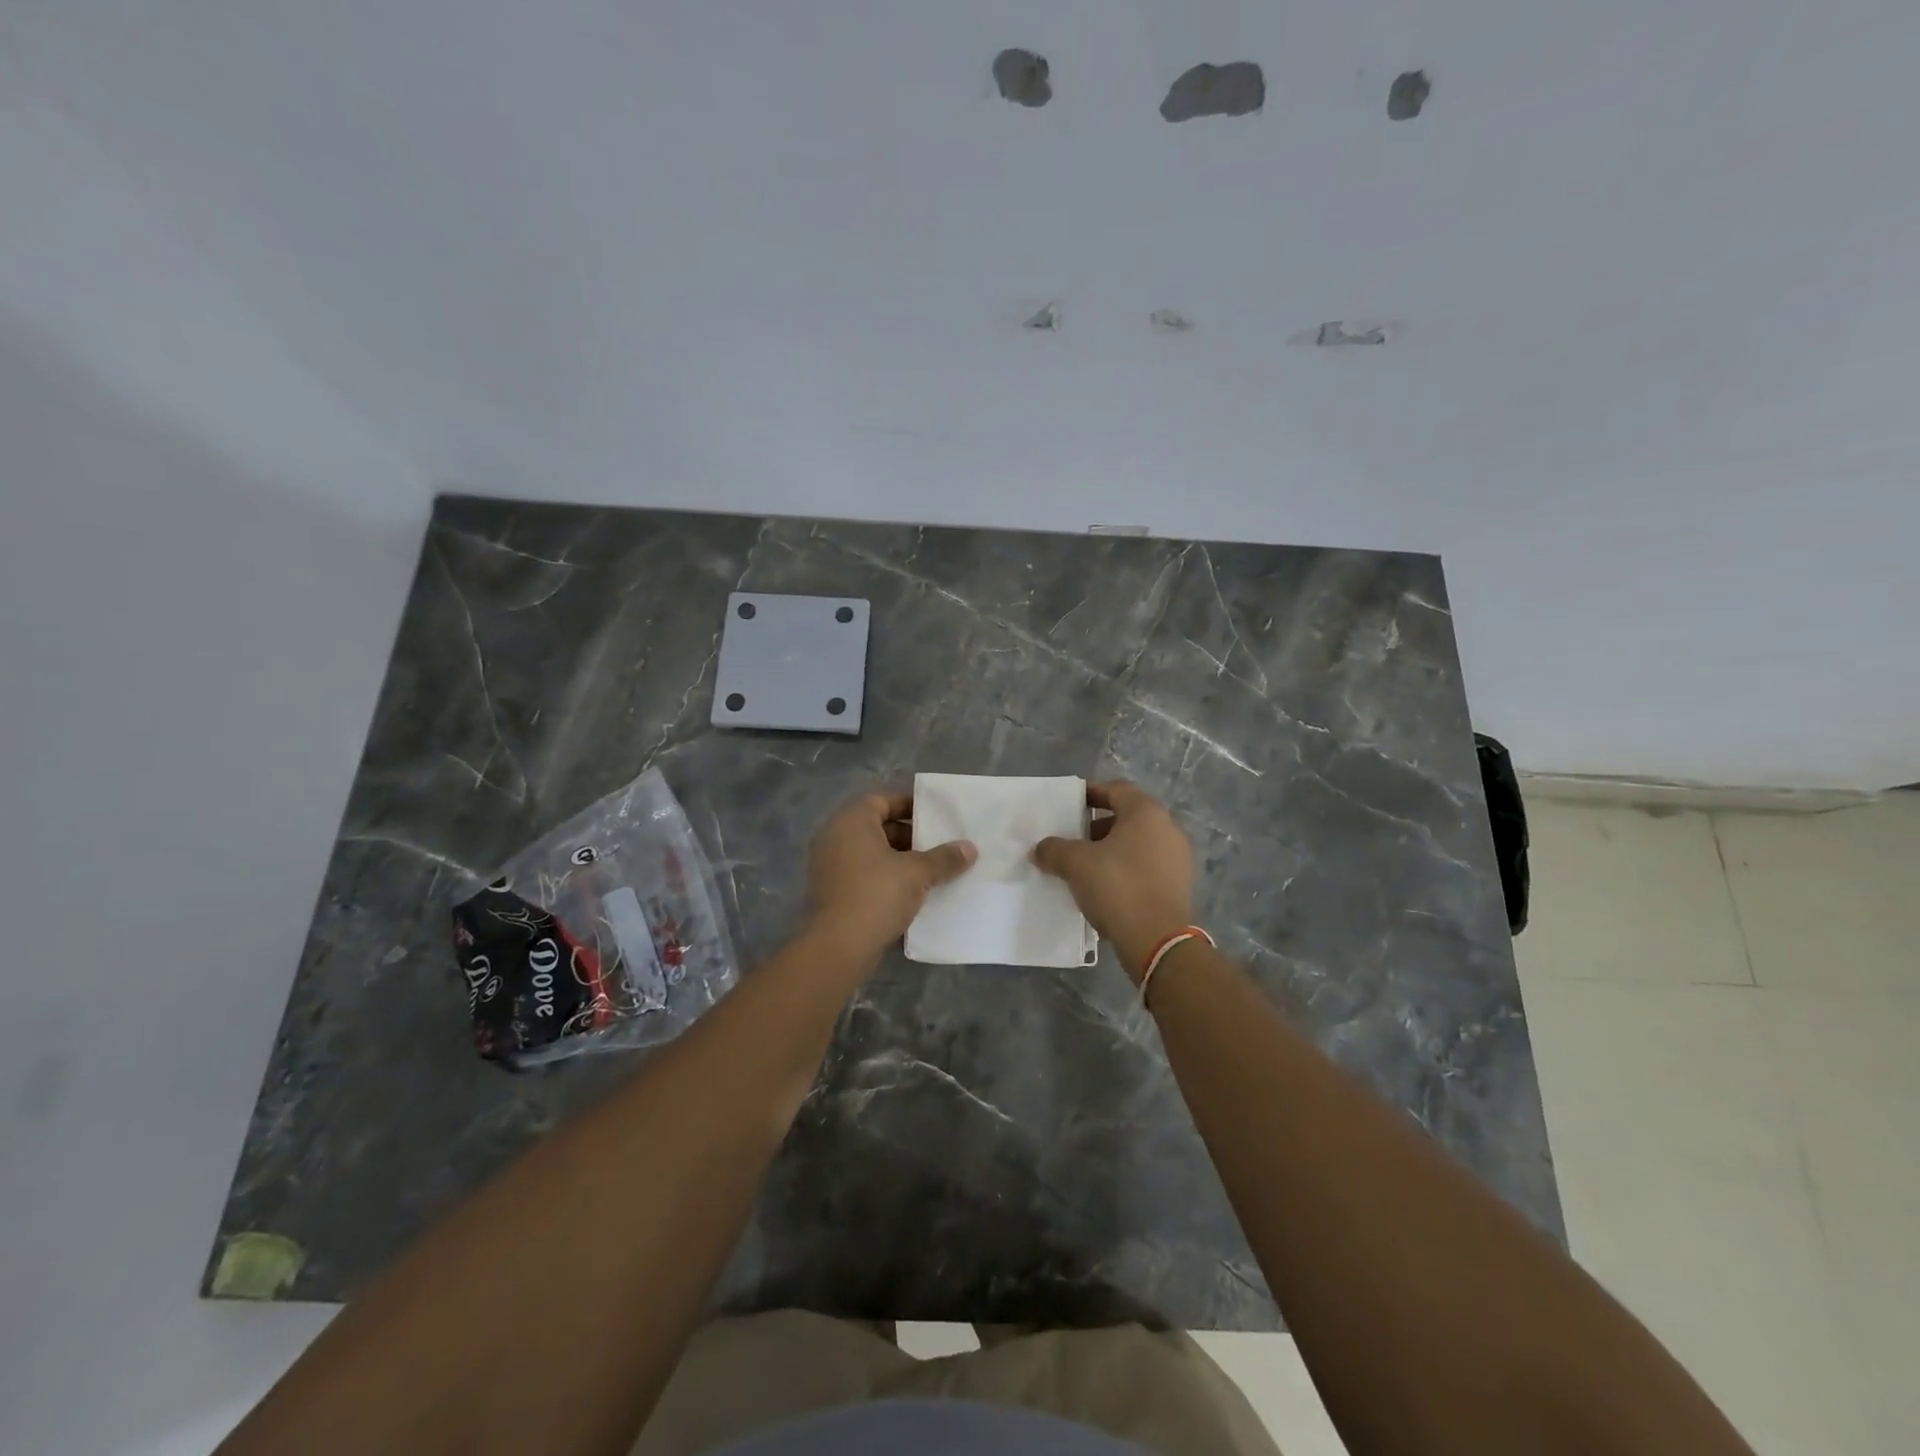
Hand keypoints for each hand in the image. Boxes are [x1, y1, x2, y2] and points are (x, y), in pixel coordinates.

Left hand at [805, 792, 976, 963]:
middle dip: (909, 836)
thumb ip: (944, 858)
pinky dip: (884, 878)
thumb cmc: (877, 894)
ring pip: (870, 854)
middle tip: (938, 846)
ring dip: (898, 860)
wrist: (839, 946)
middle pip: (877, 827)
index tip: (935, 817)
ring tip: (930, 871)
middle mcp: (834, 838)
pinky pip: (862, 875)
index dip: (909, 806)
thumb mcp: (917, 873)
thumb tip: (969, 848)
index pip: (882, 801)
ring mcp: (829, 866)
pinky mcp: (831, 892)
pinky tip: (910, 893)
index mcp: (851, 822)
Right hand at [1032, 781, 1194, 982]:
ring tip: (1085, 867)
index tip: (1070, 804)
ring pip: (1137, 844)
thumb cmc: (1117, 887)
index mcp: (1146, 813)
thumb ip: (1054, 849)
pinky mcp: (1178, 886)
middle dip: (1098, 827)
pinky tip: (1105, 888)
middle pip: (1128, 817)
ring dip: (1111, 851)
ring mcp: (1177, 859)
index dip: (1091, 793)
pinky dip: (1125, 870)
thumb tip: (1040, 849)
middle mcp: (1168, 829)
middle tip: (1074, 839)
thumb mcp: (1076, 864)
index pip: (1116, 790)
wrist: (1157, 941)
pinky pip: (1146, 867)